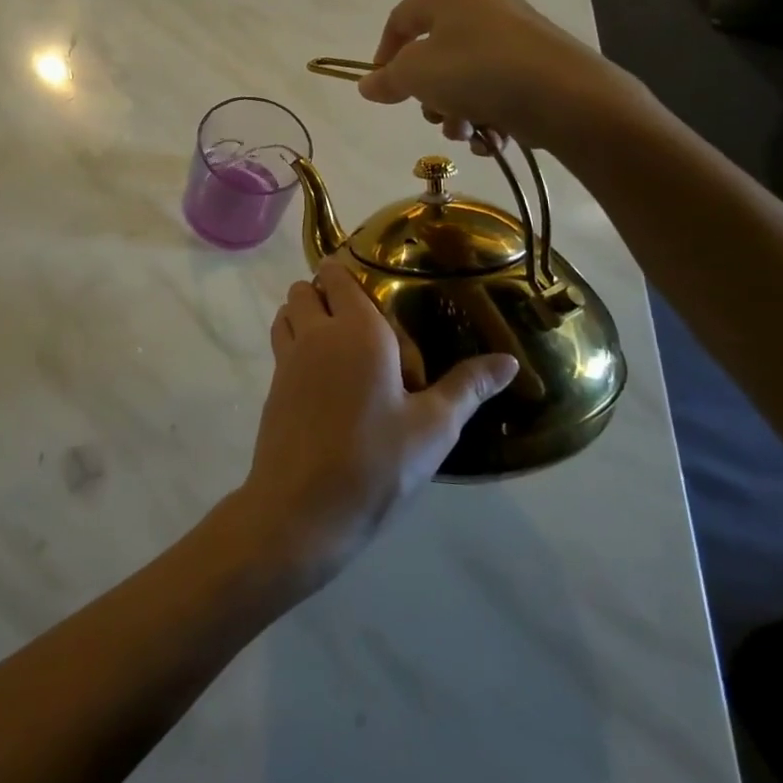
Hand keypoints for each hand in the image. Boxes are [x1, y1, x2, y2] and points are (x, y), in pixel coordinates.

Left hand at [238, 261, 517, 585]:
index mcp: (356, 330)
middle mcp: (316, 334)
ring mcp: (287, 360)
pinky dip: (295, 344)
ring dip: (305, 315)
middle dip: (326, 292)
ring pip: (286, 313)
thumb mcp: (433, 427)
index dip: (349, 272)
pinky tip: (324, 380)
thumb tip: (510, 361)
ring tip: (339, 345)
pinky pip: (281, 345)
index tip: (373, 284)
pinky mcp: (272, 388)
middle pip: (305, 289)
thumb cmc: (376, 463)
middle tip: (362, 321)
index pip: (338, 275)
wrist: (301, 510)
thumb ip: (468, 387)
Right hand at [354, 0, 642, 154]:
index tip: (382, 90)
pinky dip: (487, 112)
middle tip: (433, 115)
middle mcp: (481, 0)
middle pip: (433, 52)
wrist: (566, 95)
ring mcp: (513, 30)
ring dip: (456, 110)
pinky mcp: (537, 60)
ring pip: (464, 75)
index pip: (399, 21)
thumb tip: (367, 84)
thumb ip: (387, 79)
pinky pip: (496, 85)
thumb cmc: (477, 71)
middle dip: (429, 94)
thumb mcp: (416, 75)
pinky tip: (492, 135)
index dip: (383, 57)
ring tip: (466, 132)